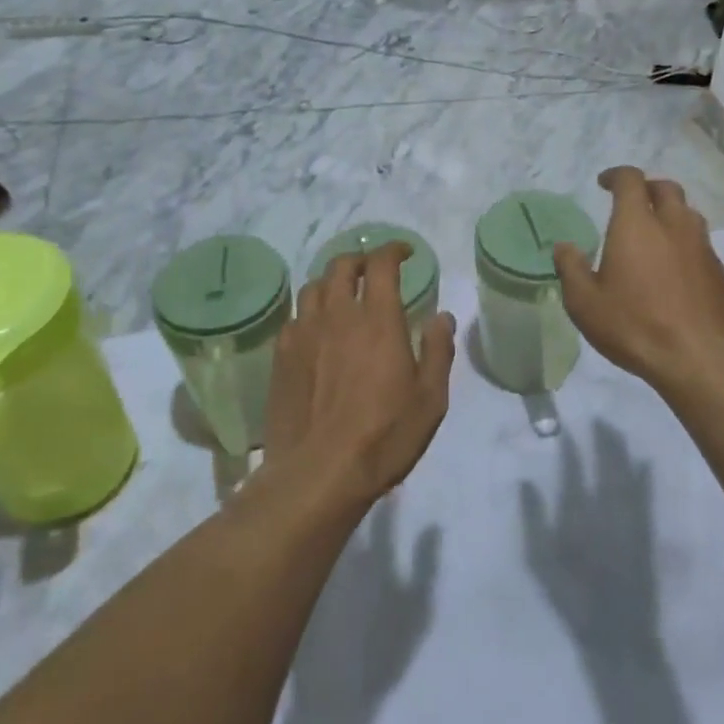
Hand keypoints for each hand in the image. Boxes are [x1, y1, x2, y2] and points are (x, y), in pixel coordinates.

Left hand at [262, 245, 457, 508]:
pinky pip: (295, 318)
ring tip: (343, 296)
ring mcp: (303, 334)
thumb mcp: (430, 399)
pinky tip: (318, 331)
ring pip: (313, 288)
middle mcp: (337, 316)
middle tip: (374, 271)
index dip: (393, 250)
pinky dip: (311, 313)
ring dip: (332, 282)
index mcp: (378, 319)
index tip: (405, 253)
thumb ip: (438, 351)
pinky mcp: (281, 357)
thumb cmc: (384, 436)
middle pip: (341, 267)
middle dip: (360, 260)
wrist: (318, 474)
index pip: (381, 264)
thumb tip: (442, 316)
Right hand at [553, 167, 723, 392]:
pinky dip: (685, 243)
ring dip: (670, 214)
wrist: (700, 358)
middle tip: (632, 204)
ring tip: (654, 234)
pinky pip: (700, 243)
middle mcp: (673, 225)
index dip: (616, 176)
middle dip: (647, 189)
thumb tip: (563, 247)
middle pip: (666, 188)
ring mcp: (702, 247)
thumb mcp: (585, 303)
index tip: (603, 183)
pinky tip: (674, 268)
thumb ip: (571, 269)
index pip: (630, 180)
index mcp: (637, 224)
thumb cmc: (634, 325)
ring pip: (688, 214)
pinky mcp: (719, 271)